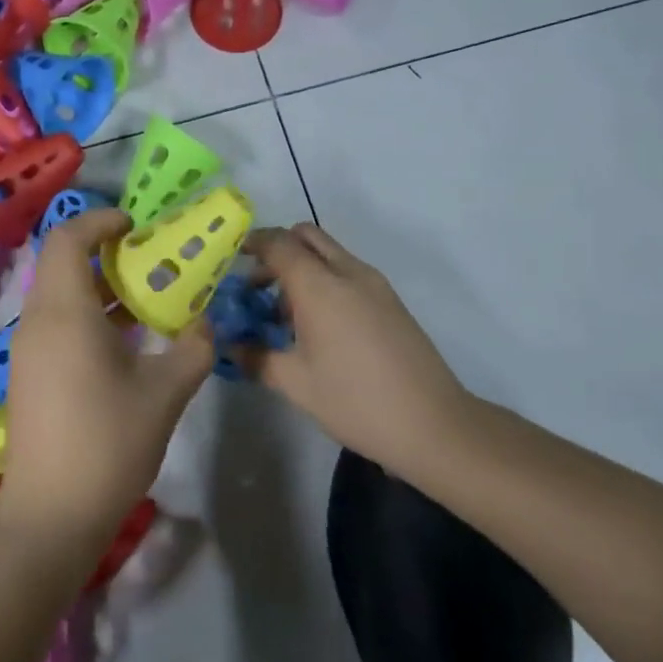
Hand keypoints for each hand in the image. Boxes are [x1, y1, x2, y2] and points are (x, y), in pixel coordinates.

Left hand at [0, 209, 212, 550]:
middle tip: (149, 260)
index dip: (100, 221)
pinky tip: (125, 342)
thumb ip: (193, 347)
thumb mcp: (166, 392)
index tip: (135, 225)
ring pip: (59, 296)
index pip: (68, 238)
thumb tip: (204, 323)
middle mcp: (37, 321)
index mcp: (64, 312)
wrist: (52, 514)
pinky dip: (88, 316)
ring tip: (145, 299)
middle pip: (61, 263)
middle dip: (104, 253)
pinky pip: (57, 324)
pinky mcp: (29, 374)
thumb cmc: (108, 442)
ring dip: (99, 287)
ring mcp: (28, 349)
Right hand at [240, 223, 471, 473]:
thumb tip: (228, 345)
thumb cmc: (355, 401)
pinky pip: (347, 273)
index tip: (230, 260)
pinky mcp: (390, 301)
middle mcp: (348, 273)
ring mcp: (375, 285)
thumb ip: (255, 357)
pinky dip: (324, 282)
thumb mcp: (295, 384)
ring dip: (301, 268)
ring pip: (329, 254)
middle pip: (307, 237)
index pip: (279, 243)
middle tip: (256, 286)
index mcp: (320, 286)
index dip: (252, 244)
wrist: (433, 424)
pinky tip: (316, 327)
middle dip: (277, 251)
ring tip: (282, 316)